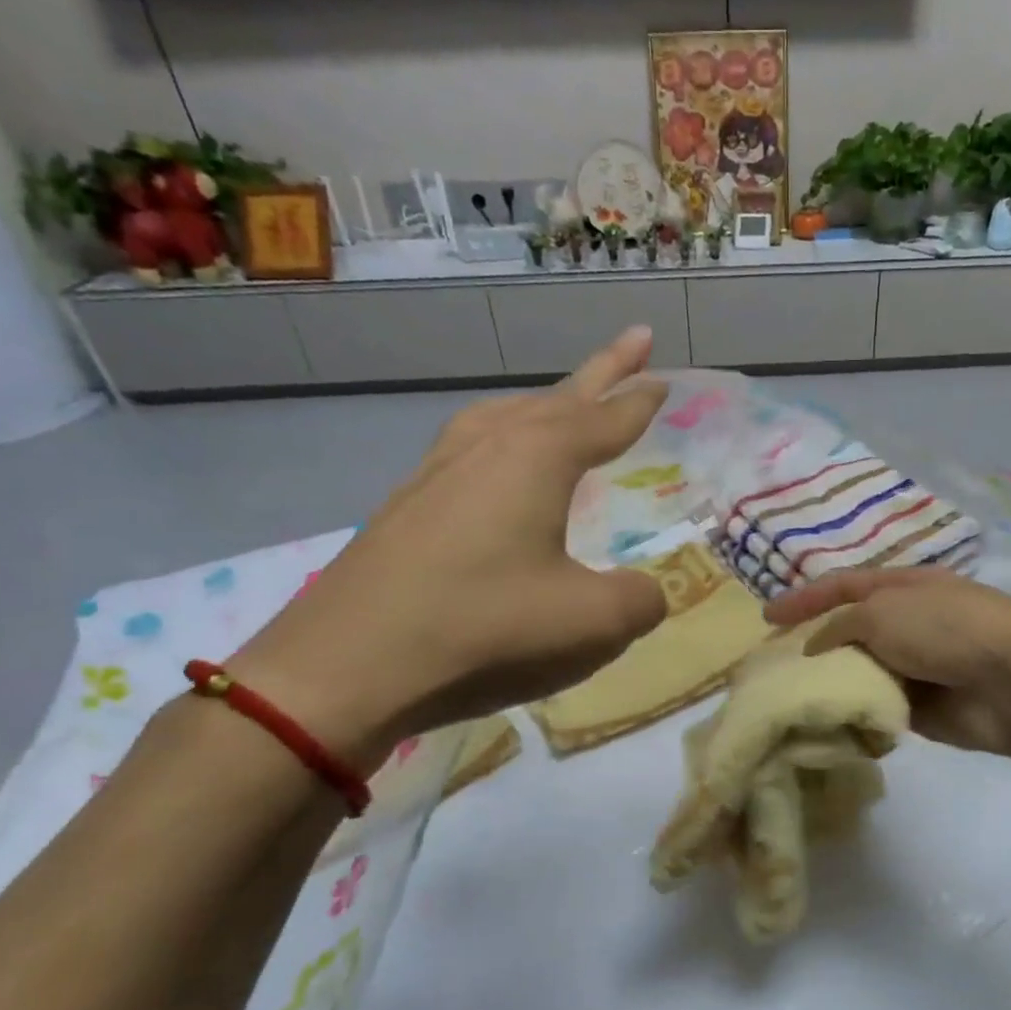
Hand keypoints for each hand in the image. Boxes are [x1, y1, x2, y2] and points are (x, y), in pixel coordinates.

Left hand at [231, 327, 670, 765]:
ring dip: (547, 404)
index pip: (605, 419)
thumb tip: (648, 593)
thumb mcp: (590, 622)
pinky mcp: (408, 504)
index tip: (664, 379)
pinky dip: (505, 440)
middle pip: (557, 398)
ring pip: (506, 416)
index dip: (640, 401)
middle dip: (602, 373)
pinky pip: (473, 448)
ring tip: (568, 404)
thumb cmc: (482, 629)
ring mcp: (438, 471)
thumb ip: (640, 601)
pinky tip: (500, 471)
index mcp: (536, 458)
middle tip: (636, 343)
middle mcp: (487, 447)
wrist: (346, 666)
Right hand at [764, 568, 1010, 761]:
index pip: (843, 586)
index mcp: (903, 587)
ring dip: (833, 684)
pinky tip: (828, 723)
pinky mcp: (921, 710)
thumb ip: (840, 626)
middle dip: (814, 647)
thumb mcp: (882, 612)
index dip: (804, 598)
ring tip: (793, 698)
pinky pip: (877, 708)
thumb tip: (816, 648)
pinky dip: (856, 714)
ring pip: (861, 673)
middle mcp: (908, 623)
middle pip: (849, 632)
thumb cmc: (945, 630)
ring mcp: (916, 667)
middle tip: (775, 667)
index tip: (766, 618)